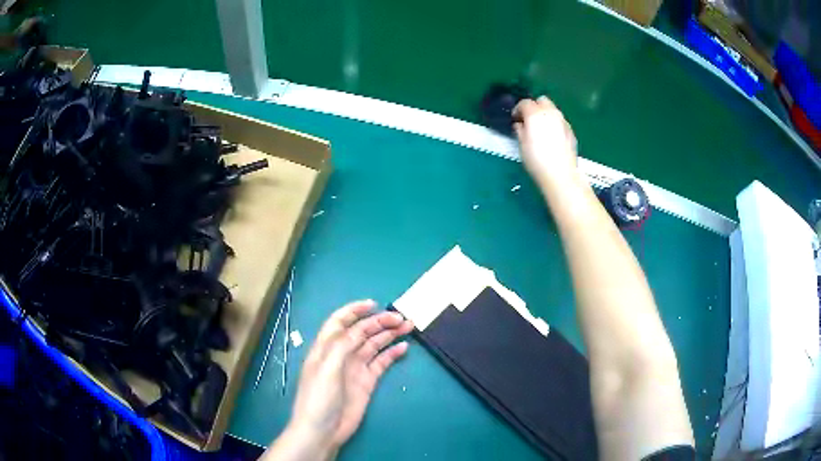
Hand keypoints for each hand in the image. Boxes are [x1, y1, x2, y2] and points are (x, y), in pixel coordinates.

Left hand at [265, 300, 412, 459]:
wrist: (323, 430)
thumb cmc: (319, 397)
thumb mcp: (327, 368)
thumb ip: (342, 346)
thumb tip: (361, 328)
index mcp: (326, 347)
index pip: (339, 321)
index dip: (354, 310)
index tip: (374, 304)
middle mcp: (341, 354)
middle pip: (361, 332)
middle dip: (379, 322)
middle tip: (401, 318)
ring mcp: (355, 368)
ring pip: (374, 345)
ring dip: (389, 335)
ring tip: (408, 326)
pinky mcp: (366, 382)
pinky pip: (381, 363)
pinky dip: (392, 354)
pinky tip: (403, 348)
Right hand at [512, 96, 578, 186]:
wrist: (560, 174)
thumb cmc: (536, 160)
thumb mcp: (522, 144)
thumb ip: (520, 130)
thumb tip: (520, 125)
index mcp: (536, 113)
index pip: (524, 103)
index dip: (518, 110)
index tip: (515, 119)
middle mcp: (551, 112)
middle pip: (542, 100)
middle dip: (534, 107)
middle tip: (529, 120)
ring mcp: (563, 121)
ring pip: (553, 110)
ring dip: (545, 115)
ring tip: (541, 129)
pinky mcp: (571, 131)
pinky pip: (560, 121)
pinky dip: (554, 124)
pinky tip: (552, 138)